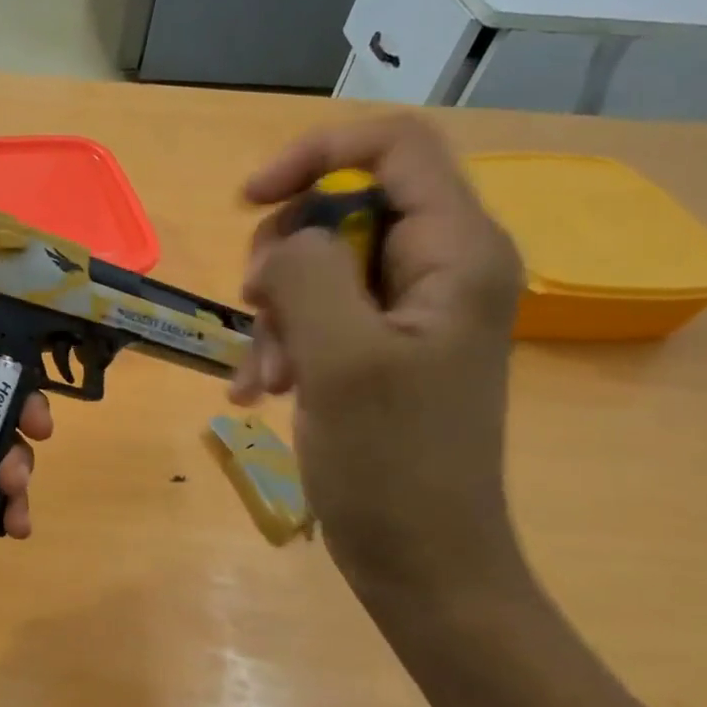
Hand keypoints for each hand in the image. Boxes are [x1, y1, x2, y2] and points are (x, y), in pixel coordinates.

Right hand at [230, 116, 526, 610]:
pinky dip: (283, 343)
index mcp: (457, 252)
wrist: (424, 561)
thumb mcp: (341, 359)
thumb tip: (283, 243)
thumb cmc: (393, 464)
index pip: (393, 146)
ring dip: (275, 314)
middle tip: (258, 312)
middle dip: (283, 257)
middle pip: (344, 207)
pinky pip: (319, 314)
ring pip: (319, 265)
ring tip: (264, 378)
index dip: (315, 156)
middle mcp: (441, 267)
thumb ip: (308, 274)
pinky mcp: (383, 348)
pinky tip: (262, 392)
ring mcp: (411, 311)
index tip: (249, 202)